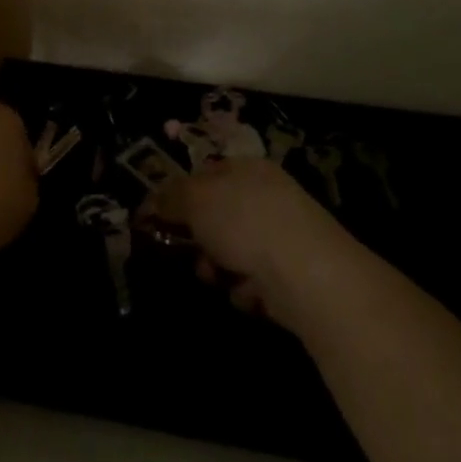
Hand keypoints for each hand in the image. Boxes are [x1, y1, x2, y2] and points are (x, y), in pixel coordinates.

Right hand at [154, 159, 342, 315]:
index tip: (161, 218)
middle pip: (218, 216)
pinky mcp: (295, 275)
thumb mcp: (195, 199)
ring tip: (220, 278)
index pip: (205, 174)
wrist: (309, 276)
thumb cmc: (245, 223)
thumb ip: (168, 197)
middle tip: (191, 252)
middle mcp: (267, 196)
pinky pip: (256, 280)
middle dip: (199, 239)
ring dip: (219, 268)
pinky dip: (247, 290)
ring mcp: (284, 236)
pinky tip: (250, 293)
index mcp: (246, 168)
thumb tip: (151, 202)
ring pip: (234, 251)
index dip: (181, 195)